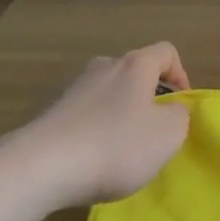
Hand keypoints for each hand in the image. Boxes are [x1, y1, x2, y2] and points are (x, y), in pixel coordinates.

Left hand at [3, 43, 192, 208]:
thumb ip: (180, 116)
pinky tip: (91, 161)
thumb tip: (171, 111)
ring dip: (119, 115)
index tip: (180, 106)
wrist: (38, 169)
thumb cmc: (115, 145)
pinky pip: (84, 116)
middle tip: (152, 129)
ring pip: (108, 94)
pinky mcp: (50, 114)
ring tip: (121, 150)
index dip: (181, 75)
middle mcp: (104, 67)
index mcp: (136, 65)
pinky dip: (94, 131)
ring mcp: (73, 89)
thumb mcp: (168, 135)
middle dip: (148, 97)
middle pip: (135, 72)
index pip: (167, 52)